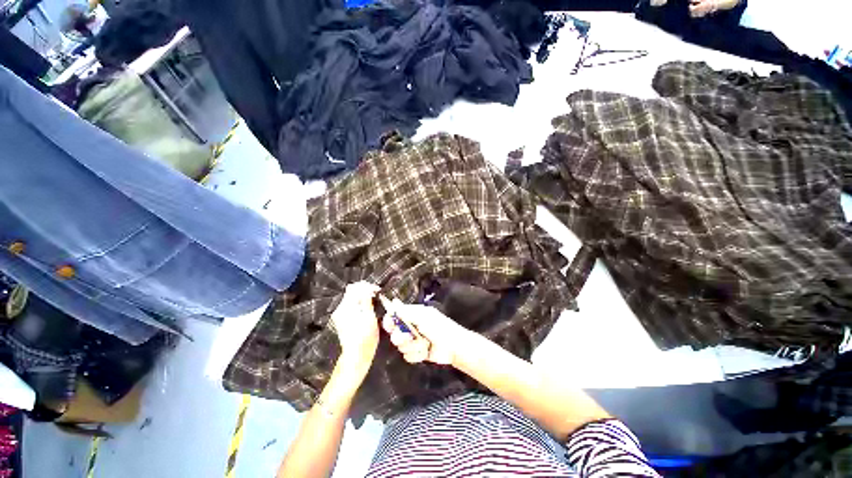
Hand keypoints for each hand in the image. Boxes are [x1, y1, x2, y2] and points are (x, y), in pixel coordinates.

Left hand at [330, 282, 380, 365]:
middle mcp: (340, 308)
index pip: (354, 287)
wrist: (356, 355)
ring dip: (362, 297)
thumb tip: (366, 287)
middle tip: (376, 295)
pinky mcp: (341, 320)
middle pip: (351, 292)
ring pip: (351, 298)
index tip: (376, 291)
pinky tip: (366, 309)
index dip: (366, 286)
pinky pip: (350, 305)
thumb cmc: (366, 337)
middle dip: (364, 290)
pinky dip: (358, 304)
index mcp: (347, 306)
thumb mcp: (370, 316)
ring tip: (372, 302)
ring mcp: (339, 315)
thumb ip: (366, 300)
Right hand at [380, 299, 471, 365]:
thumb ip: (406, 312)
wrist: (453, 346)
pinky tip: (426, 352)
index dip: (389, 320)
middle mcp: (410, 327)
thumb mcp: (423, 317)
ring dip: (413, 346)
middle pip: (394, 333)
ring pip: (400, 347)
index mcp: (412, 315)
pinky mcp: (416, 353)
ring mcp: (413, 341)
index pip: (394, 316)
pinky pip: (407, 356)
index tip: (390, 325)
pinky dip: (417, 355)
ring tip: (425, 344)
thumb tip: (393, 303)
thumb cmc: (439, 327)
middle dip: (401, 337)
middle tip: (410, 337)